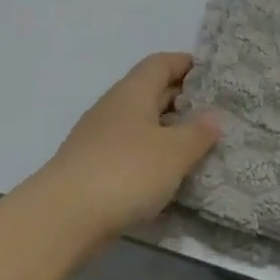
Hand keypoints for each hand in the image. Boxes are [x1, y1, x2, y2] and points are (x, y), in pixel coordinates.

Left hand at [22, 53, 221, 248]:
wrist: (64, 216)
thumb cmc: (125, 172)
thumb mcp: (173, 152)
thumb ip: (197, 133)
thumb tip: (213, 116)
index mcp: (132, 92)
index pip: (160, 63)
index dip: (185, 64)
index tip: (212, 74)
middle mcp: (113, 107)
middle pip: (150, 92)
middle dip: (181, 100)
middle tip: (214, 114)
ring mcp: (99, 139)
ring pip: (140, 125)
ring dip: (166, 133)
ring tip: (197, 148)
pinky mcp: (92, 169)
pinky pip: (129, 153)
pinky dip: (150, 159)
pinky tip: (167, 179)